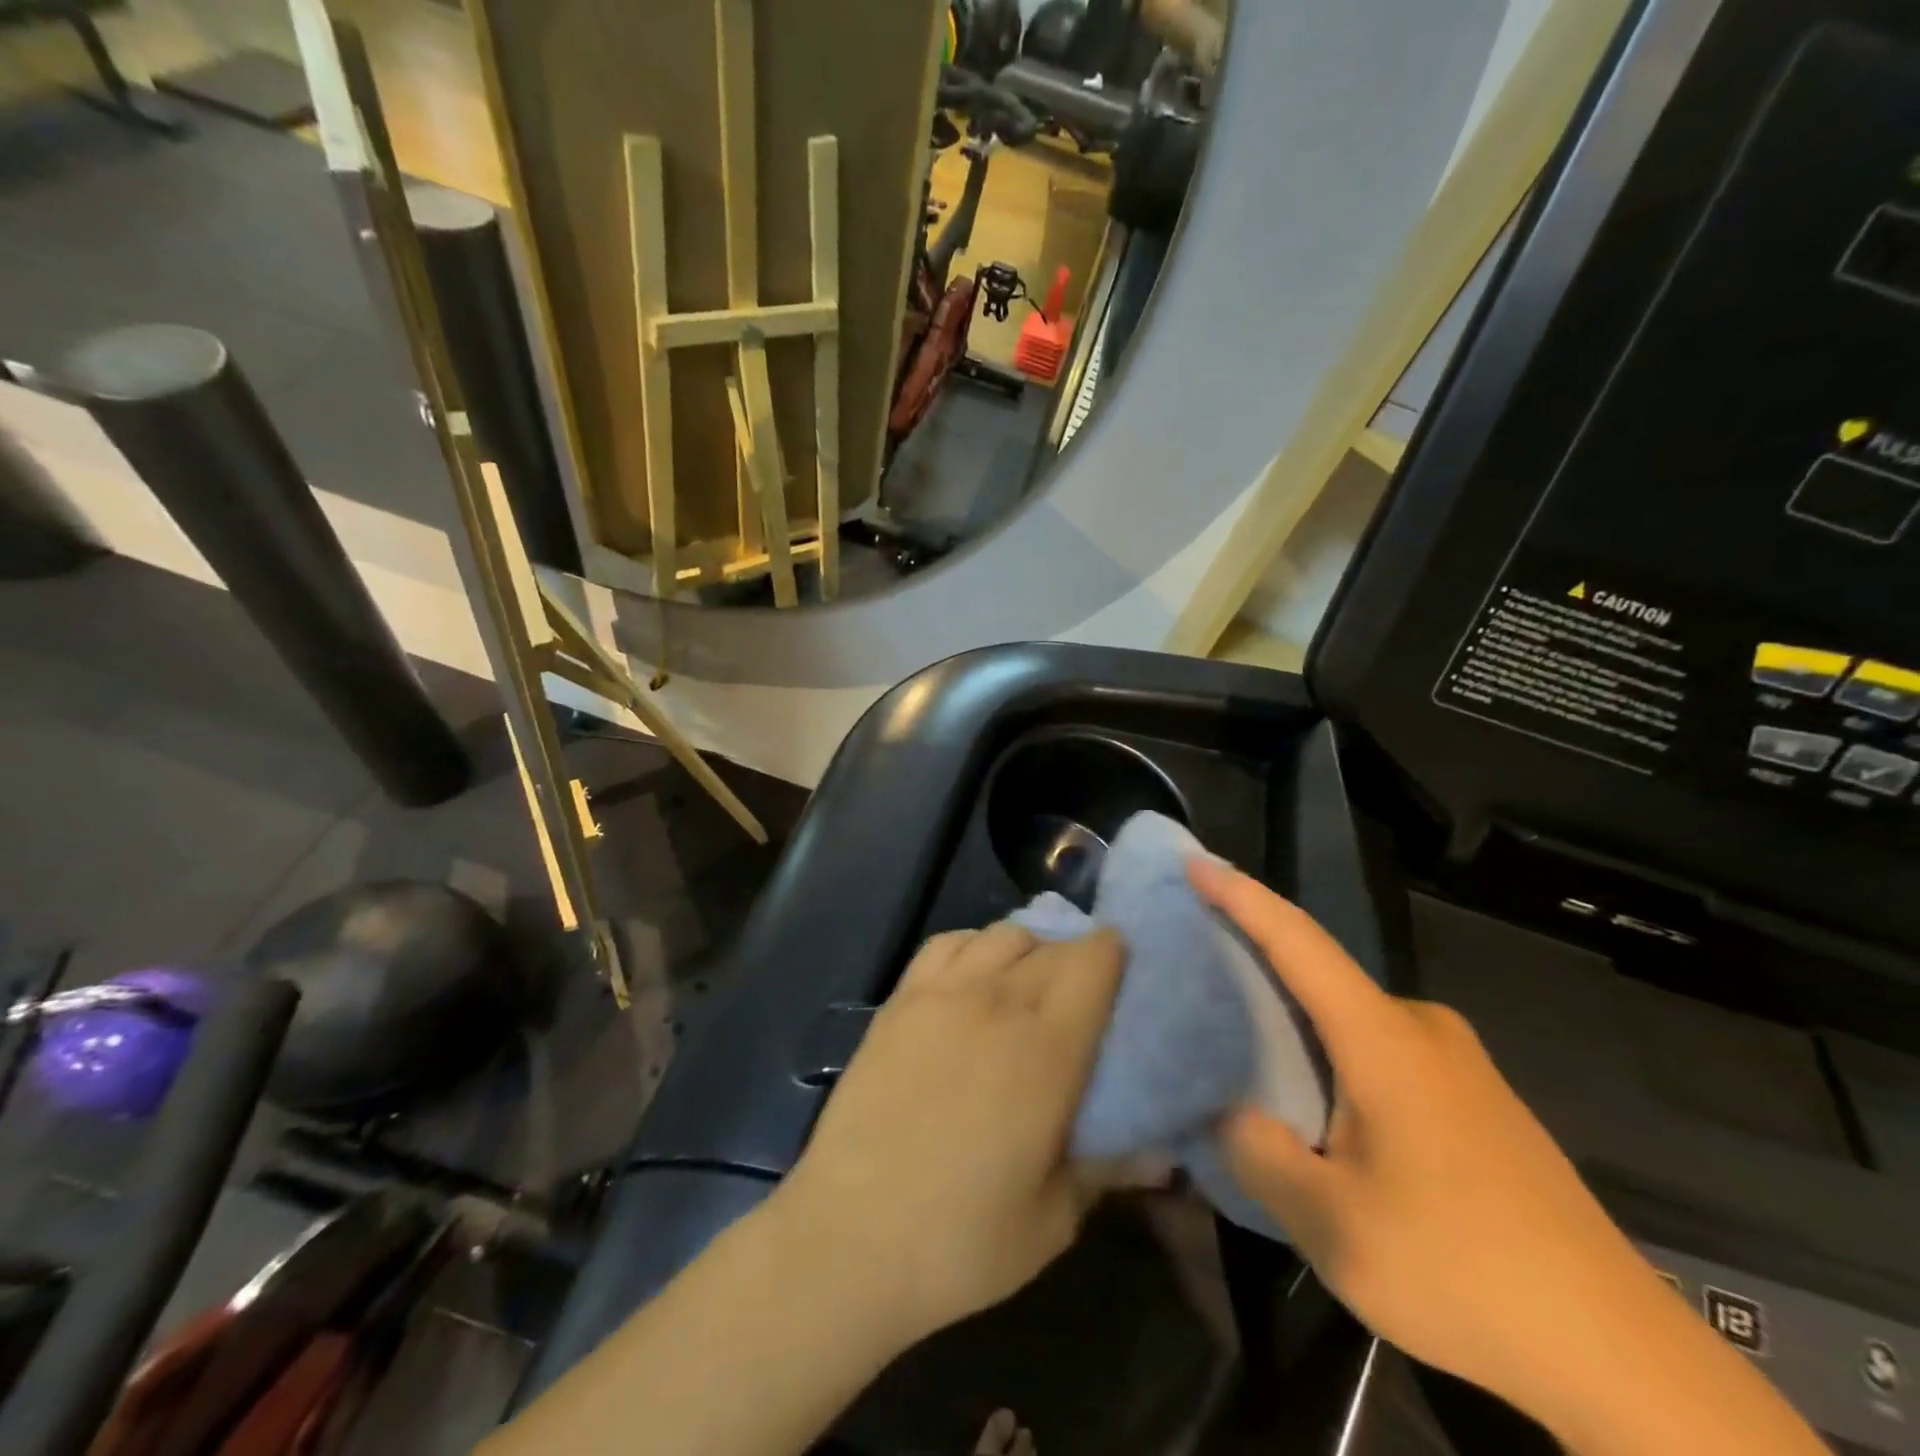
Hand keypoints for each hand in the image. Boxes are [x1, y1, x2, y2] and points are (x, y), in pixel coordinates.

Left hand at [773, 923, 1125, 1346]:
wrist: (849, 1237)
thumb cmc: (961, 1240)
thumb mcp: (1053, 1220)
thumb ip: (1108, 1170)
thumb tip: (1162, 1154)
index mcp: (1048, 1049)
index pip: (1093, 961)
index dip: (1114, 954)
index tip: (1124, 974)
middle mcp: (998, 1002)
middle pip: (1052, 945)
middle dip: (1076, 959)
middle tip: (1081, 997)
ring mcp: (943, 993)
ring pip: (1002, 935)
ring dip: (1028, 949)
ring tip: (1027, 986)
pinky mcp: (900, 1000)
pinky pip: (947, 943)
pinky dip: (973, 946)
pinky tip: (973, 978)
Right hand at [1187, 860, 1669, 1417]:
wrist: (1622, 1356)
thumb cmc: (1463, 1271)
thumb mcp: (1332, 1226)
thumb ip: (1258, 1153)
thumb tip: (1230, 1113)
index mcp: (1383, 1039)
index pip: (1298, 942)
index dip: (1242, 897)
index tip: (1195, 863)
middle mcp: (1421, 1029)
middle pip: (1320, 976)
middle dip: (1257, 966)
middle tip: (1196, 974)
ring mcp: (1457, 1063)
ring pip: (1349, 1020)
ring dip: (1295, 1022)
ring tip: (1243, 1050)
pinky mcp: (1475, 1099)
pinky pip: (1381, 1050)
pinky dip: (1332, 1055)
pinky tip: (1316, 1107)